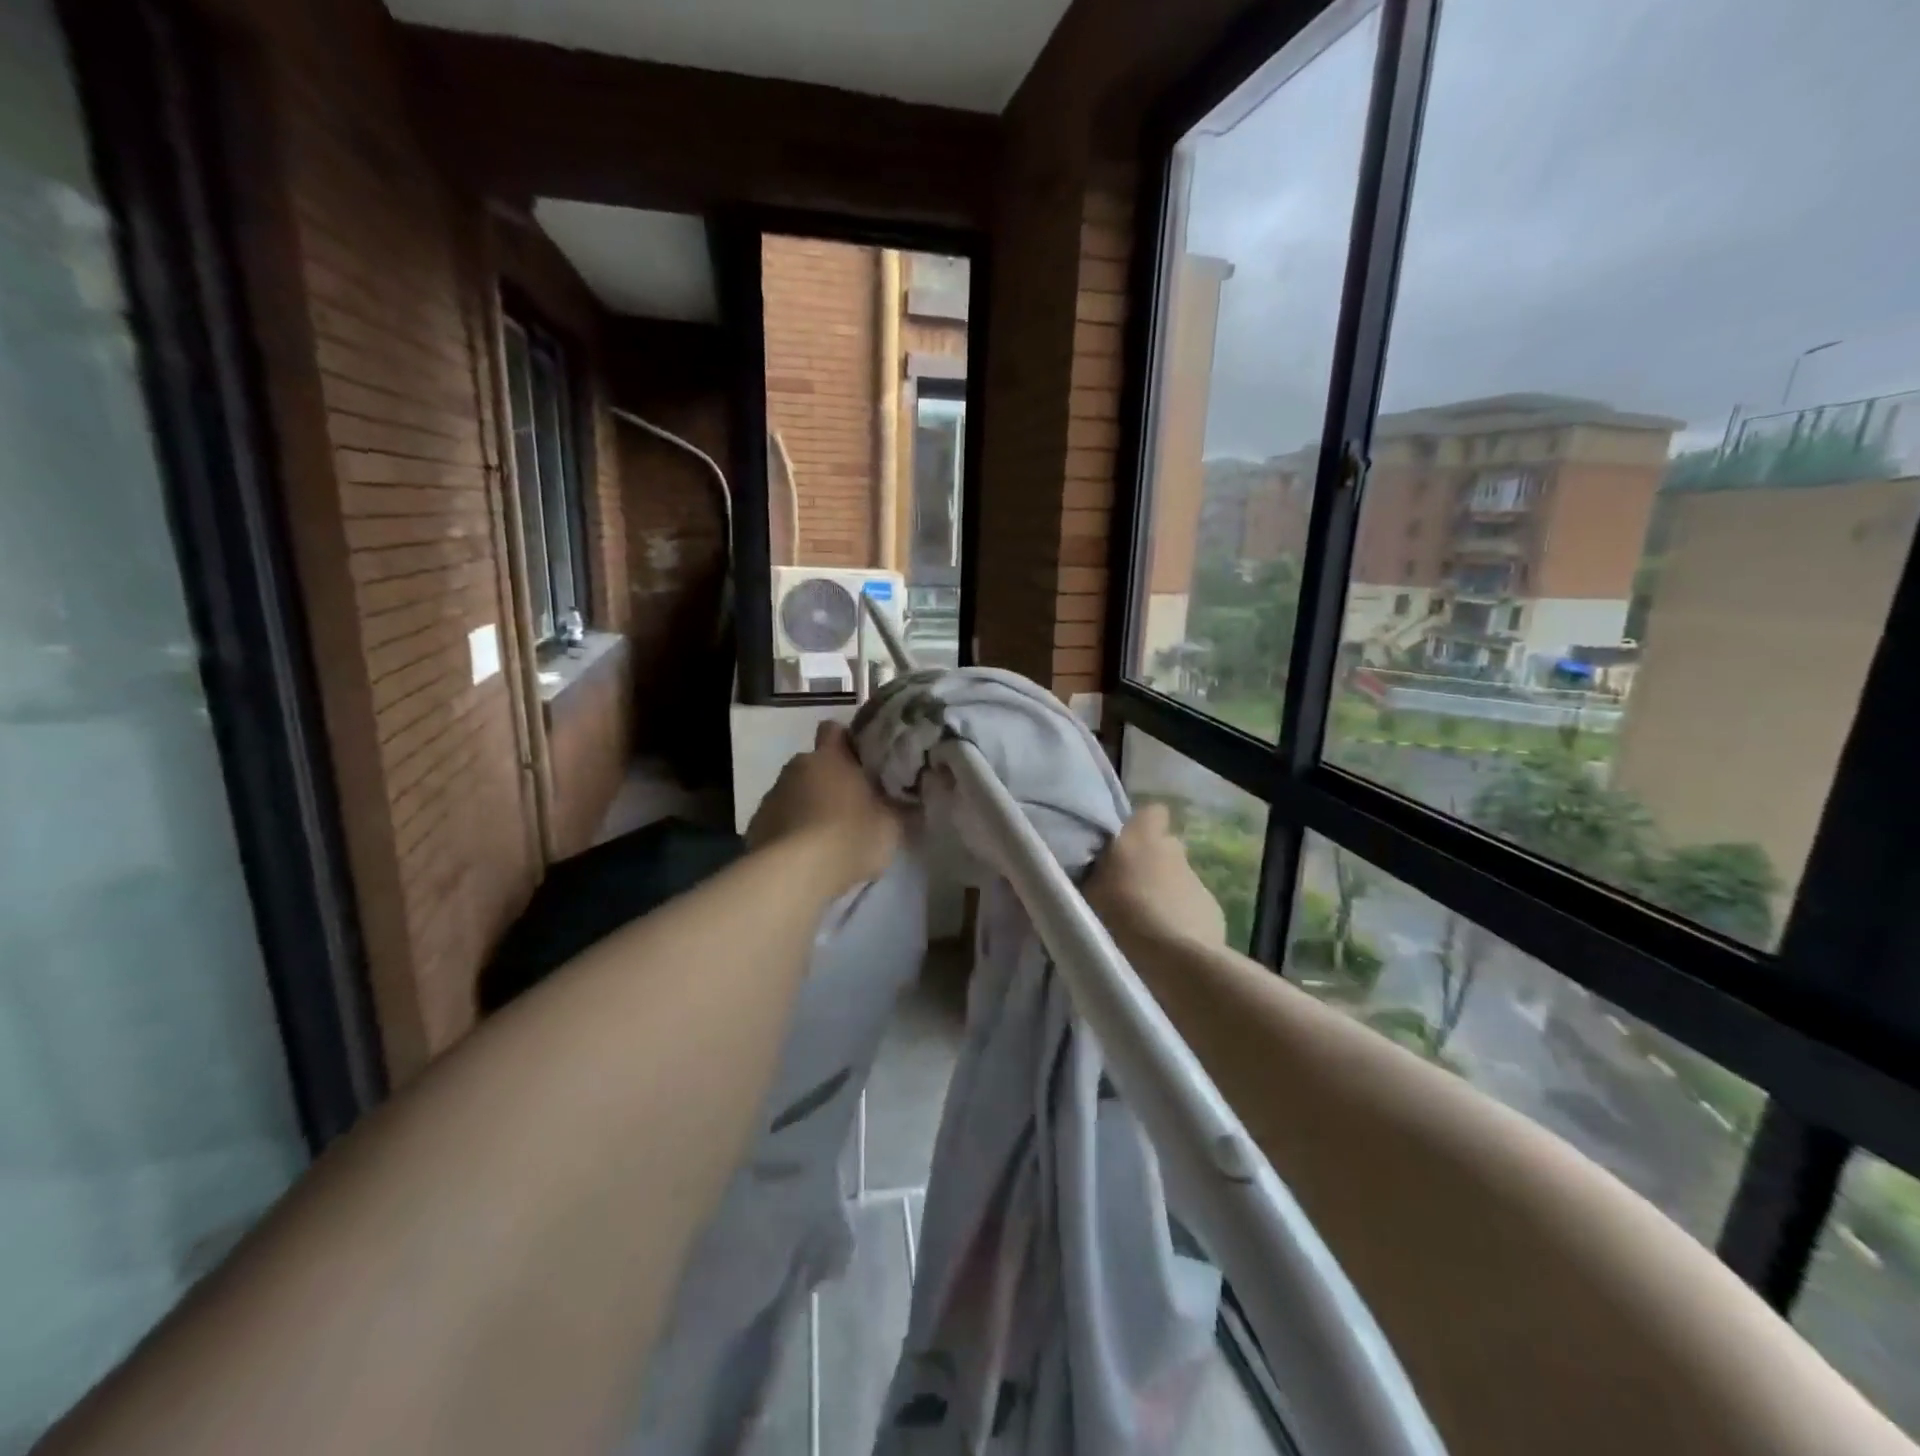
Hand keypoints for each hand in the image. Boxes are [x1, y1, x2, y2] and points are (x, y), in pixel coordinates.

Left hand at [748, 722, 902, 892]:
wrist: (795, 874)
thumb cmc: (850, 837)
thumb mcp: (891, 826)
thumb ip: (897, 809)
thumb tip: (908, 803)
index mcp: (831, 758)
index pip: (834, 730)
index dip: (846, 741)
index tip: (860, 760)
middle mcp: (797, 767)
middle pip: (814, 764)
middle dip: (828, 780)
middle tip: (850, 806)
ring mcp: (772, 795)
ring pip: (795, 793)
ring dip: (808, 806)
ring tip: (826, 837)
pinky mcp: (756, 825)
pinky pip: (779, 820)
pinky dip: (790, 831)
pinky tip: (804, 855)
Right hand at [1085, 802, 1226, 948]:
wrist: (1173, 959)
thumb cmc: (1121, 915)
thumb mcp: (1090, 890)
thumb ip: (1097, 872)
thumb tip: (1100, 868)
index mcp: (1142, 836)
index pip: (1151, 812)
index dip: (1140, 826)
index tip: (1123, 845)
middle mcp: (1174, 849)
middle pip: (1164, 846)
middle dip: (1150, 862)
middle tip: (1128, 887)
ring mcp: (1198, 880)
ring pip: (1178, 878)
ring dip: (1164, 892)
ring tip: (1145, 921)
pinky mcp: (1213, 910)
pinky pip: (1191, 906)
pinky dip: (1180, 917)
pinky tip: (1167, 941)